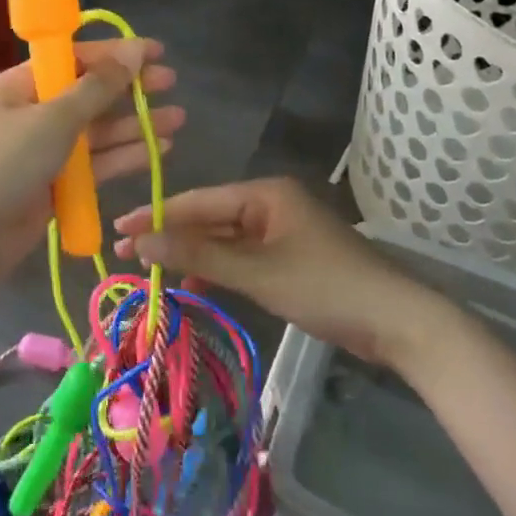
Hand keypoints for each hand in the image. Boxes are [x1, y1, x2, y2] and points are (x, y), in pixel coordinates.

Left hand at [0, 39, 181, 327]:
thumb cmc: (6, 163)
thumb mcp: (54, 118)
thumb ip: (98, 87)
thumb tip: (134, 51)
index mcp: (23, 85)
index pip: (75, 59)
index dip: (116, 53)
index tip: (156, 52)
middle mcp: (35, 112)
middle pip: (90, 94)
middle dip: (130, 89)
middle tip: (171, 84)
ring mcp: (45, 150)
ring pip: (98, 132)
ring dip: (134, 125)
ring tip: (177, 120)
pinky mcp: (57, 184)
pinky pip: (96, 164)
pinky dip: (124, 157)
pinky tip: (158, 150)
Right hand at [112, 178, 429, 368]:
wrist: (397, 322)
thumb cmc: (325, 287)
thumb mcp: (256, 272)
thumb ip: (198, 255)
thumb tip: (141, 242)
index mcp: (265, 193)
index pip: (198, 201)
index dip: (156, 216)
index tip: (117, 231)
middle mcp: (271, 204)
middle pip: (209, 218)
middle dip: (171, 238)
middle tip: (125, 256)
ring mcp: (281, 232)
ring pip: (224, 240)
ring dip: (193, 257)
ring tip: (152, 274)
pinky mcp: (289, 258)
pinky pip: (242, 257)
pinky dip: (218, 270)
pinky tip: (195, 286)